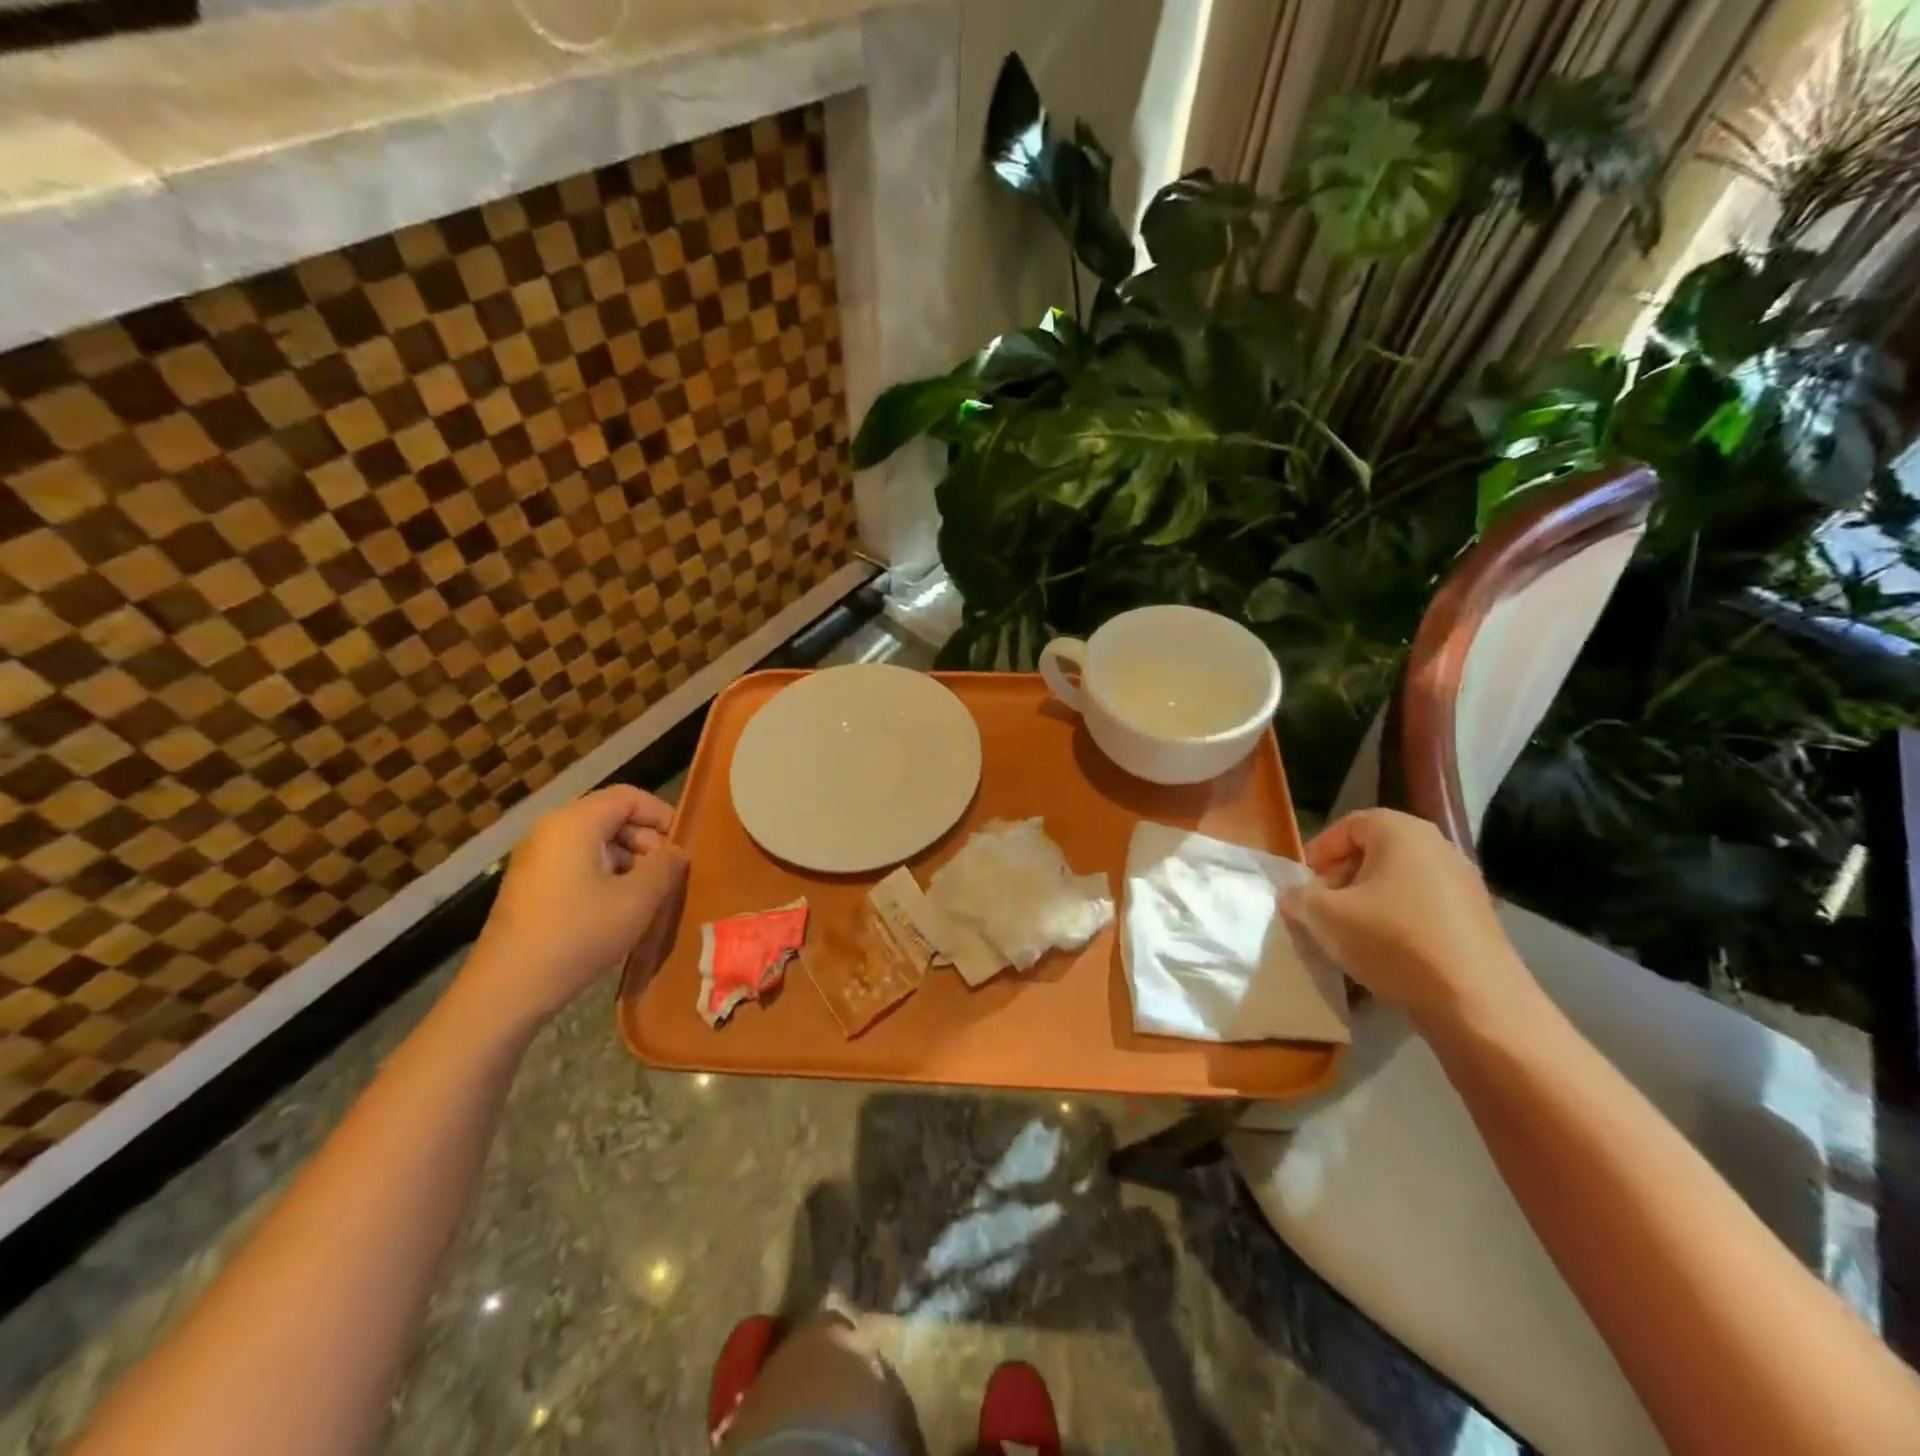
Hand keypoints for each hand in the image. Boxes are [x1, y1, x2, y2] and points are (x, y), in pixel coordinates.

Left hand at [457, 786, 687, 1032]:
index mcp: (575, 823)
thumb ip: (666, 866)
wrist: (507, 989)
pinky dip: (604, 876)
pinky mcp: (529, 886)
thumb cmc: (579, 934)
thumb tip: (676, 851)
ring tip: (647, 897)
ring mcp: (535, 858)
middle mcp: (551, 830)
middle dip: (646, 841)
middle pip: (611, 817)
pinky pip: (577, 864)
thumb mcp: (638, 899)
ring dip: (628, 862)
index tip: (682, 847)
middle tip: (667, 876)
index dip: (662, 815)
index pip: (629, 796)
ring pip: (595, 843)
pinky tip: (617, 910)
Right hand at [1280, 808, 1536, 1034]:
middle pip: (1373, 853)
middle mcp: (1437, 846)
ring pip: (1397, 882)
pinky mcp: (1477, 919)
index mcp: (1400, 832)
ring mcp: (1463, 883)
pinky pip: (1422, 908)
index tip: (1302, 886)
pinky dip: (1397, 922)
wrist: (1477, 1003)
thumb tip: (1294, 895)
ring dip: (1366, 903)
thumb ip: (1299, 898)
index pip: (1346, 826)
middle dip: (1340, 879)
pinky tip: (1385, 954)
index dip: (1318, 853)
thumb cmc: (1393, 942)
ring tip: (1348, 936)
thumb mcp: (1325, 917)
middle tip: (1321, 911)